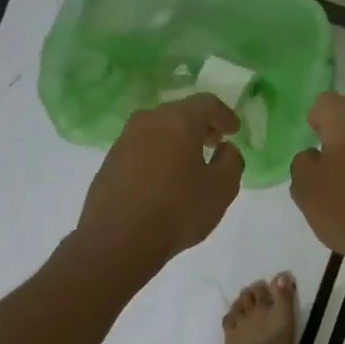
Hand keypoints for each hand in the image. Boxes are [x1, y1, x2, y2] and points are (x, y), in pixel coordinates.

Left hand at [76, 95, 243, 269]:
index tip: (234, 131)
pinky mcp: (110, 161)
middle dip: (201, 126)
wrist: (118, 240)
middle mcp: (149, 121)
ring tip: (190, 162)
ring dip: (177, 140)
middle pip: (180, 113)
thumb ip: (232, 162)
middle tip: (215, 143)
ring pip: (159, 129)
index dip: (225, 115)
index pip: (207, 103)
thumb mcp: (222, 189)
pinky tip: (164, 178)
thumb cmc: (178, 210)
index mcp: (179, 121)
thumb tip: (225, 150)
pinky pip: (142, 147)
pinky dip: (158, 154)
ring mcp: (125, 140)